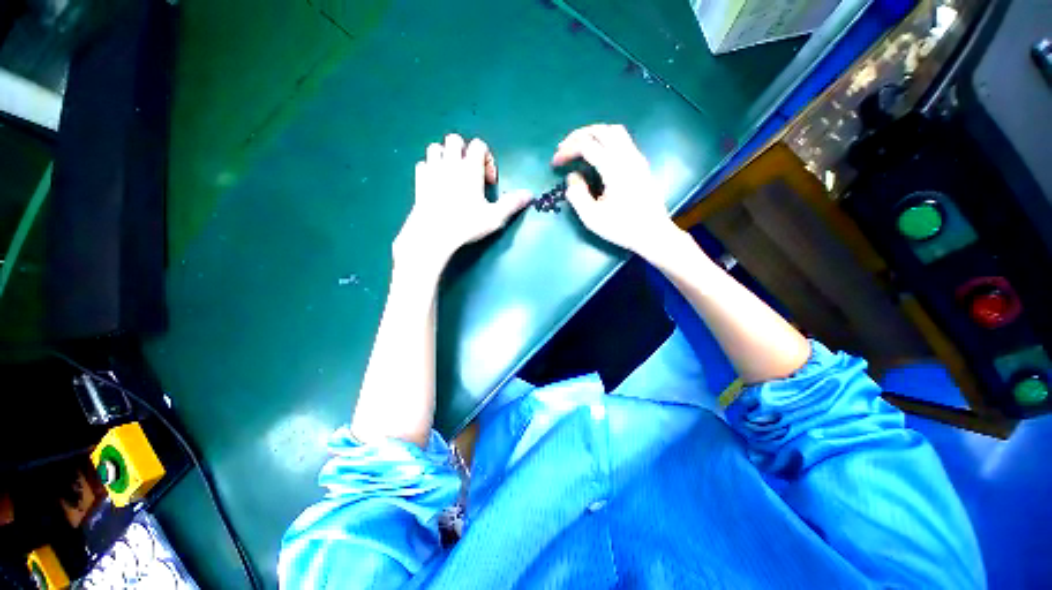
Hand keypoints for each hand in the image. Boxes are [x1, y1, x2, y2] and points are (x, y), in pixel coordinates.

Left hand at [394, 133, 530, 274]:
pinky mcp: (419, 181)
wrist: (433, 234)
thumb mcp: (495, 217)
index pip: (478, 145)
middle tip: (470, 172)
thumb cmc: (466, 224)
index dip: (487, 158)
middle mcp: (450, 163)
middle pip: (454, 139)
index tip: (489, 181)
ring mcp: (432, 170)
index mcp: (470, 168)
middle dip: (464, 151)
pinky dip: (430, 168)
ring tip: (452, 174)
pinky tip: (436, 183)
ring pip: (435, 148)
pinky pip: (422, 164)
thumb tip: (529, 194)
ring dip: (445, 156)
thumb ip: (512, 203)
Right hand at [553, 124, 678, 256]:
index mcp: (615, 169)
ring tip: (579, 146)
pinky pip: (623, 140)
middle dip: (578, 135)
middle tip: (563, 148)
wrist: (653, 234)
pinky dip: (605, 139)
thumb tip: (572, 176)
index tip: (555, 163)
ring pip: (614, 131)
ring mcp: (637, 158)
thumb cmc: (622, 228)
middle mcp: (628, 157)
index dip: (568, 150)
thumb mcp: (592, 218)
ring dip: (593, 134)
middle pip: (601, 130)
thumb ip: (577, 194)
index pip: (587, 145)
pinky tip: (597, 154)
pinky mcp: (641, 164)